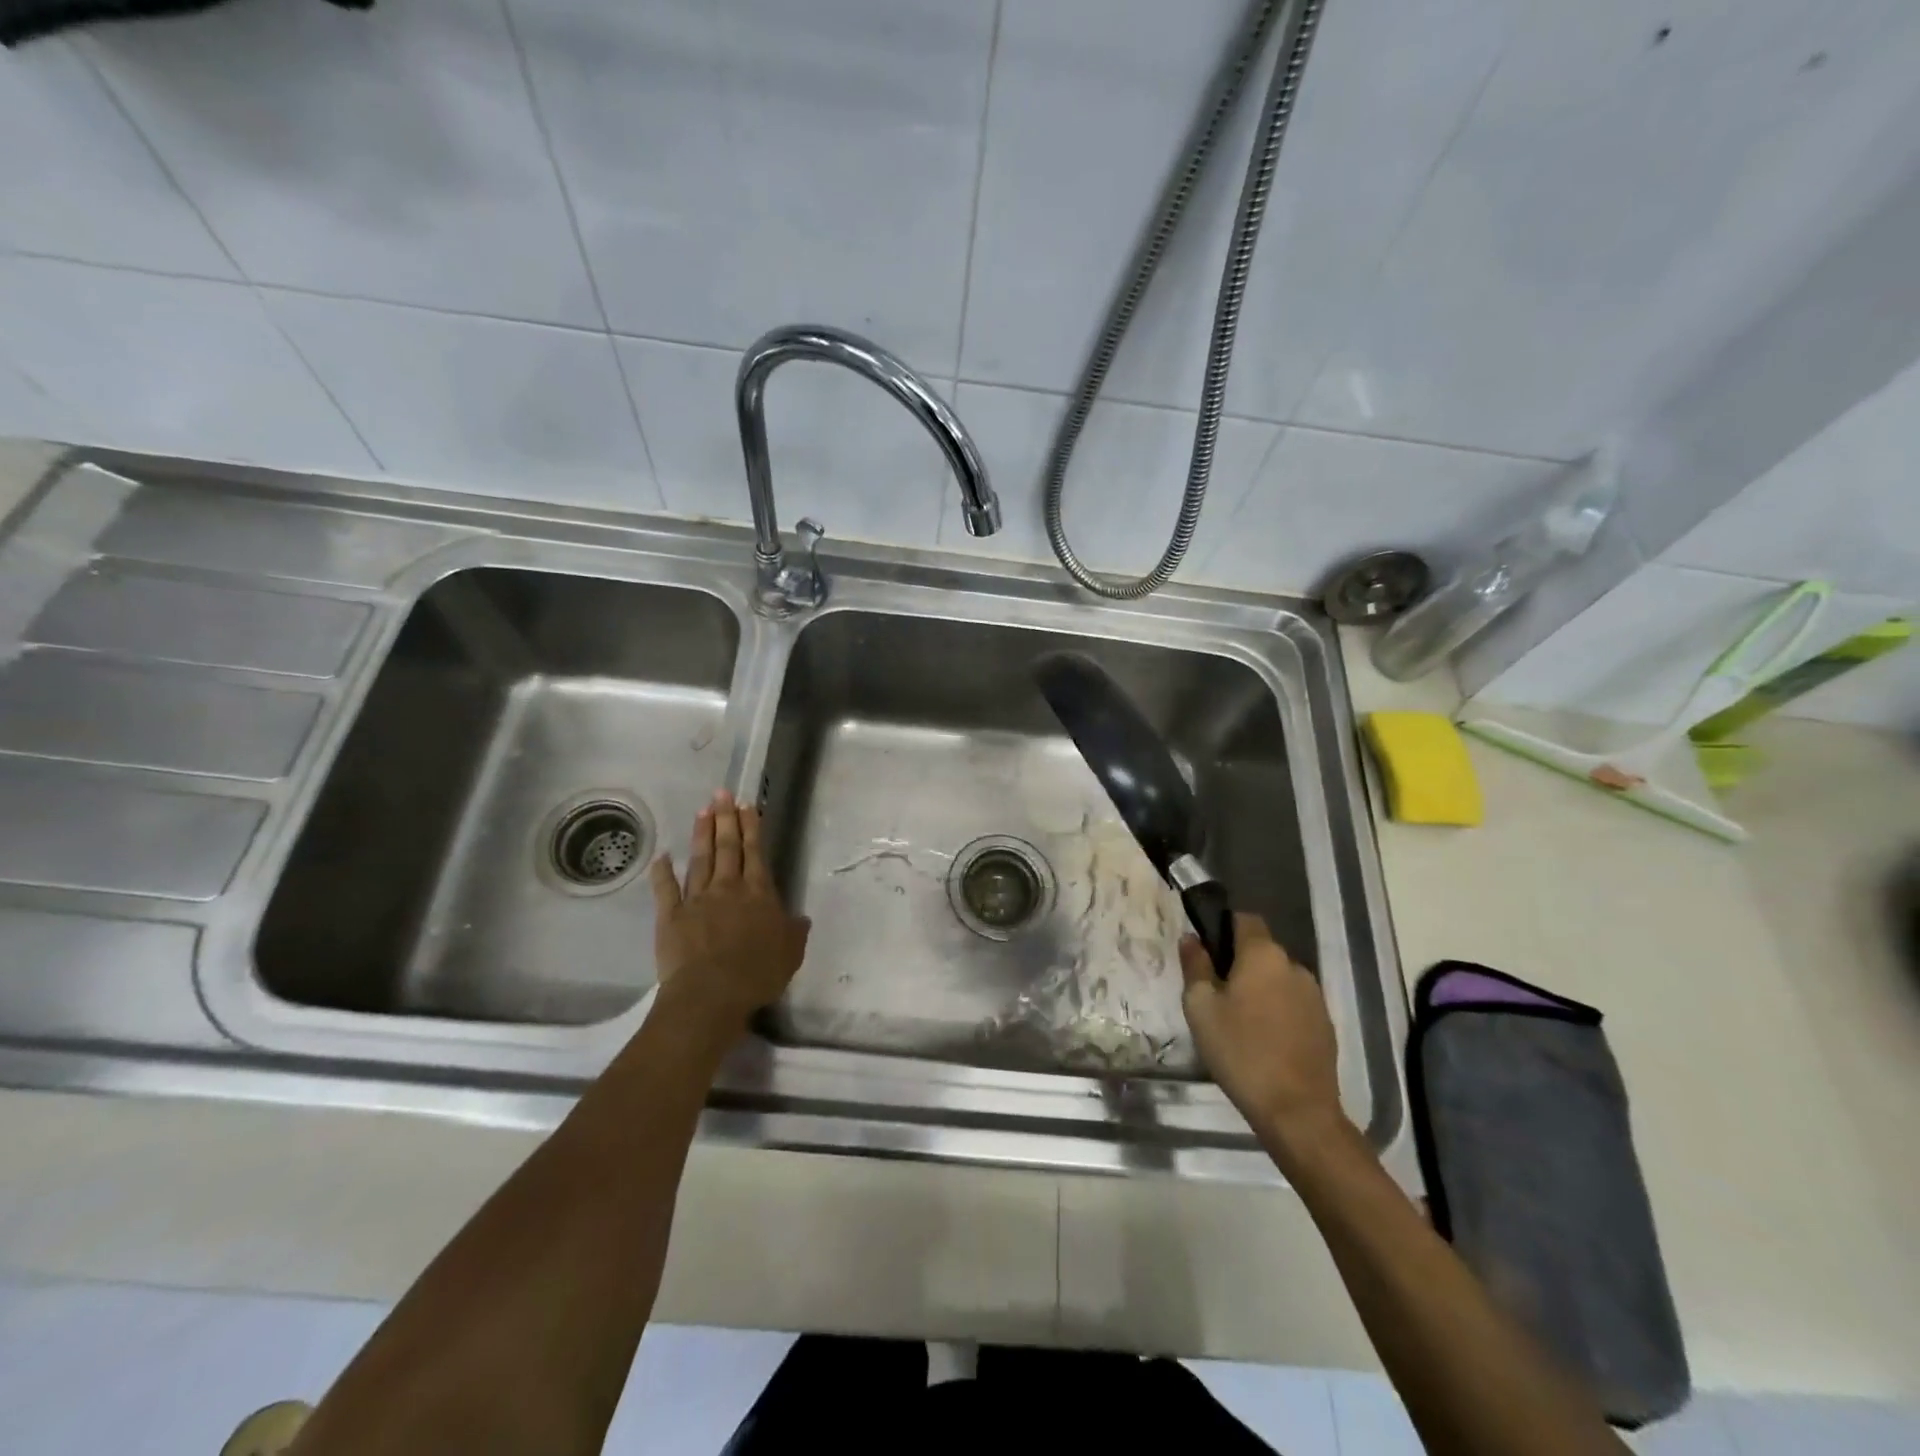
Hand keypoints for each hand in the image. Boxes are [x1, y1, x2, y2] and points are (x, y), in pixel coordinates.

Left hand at [647, 790, 810, 1045]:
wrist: (711, 994)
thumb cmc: (758, 973)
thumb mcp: (790, 953)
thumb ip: (795, 931)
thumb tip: (801, 918)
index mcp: (759, 894)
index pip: (755, 853)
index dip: (752, 828)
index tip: (747, 805)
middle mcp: (728, 889)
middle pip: (728, 848)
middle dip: (726, 819)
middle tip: (722, 794)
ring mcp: (697, 900)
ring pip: (700, 861)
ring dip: (702, 835)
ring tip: (702, 811)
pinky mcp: (671, 917)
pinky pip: (666, 890)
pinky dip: (663, 872)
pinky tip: (662, 856)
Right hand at [1181, 913, 1345, 1158]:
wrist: (1297, 1111)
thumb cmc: (1240, 1051)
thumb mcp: (1201, 1007)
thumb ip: (1195, 965)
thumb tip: (1191, 938)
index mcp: (1263, 954)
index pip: (1244, 919)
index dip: (1224, 926)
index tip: (1206, 949)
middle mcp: (1294, 965)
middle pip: (1261, 951)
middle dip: (1239, 963)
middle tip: (1215, 992)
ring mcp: (1314, 995)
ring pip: (1278, 978)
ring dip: (1260, 988)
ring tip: (1239, 1020)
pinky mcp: (1325, 1024)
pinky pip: (1294, 1003)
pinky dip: (1278, 1011)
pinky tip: (1264, 1039)